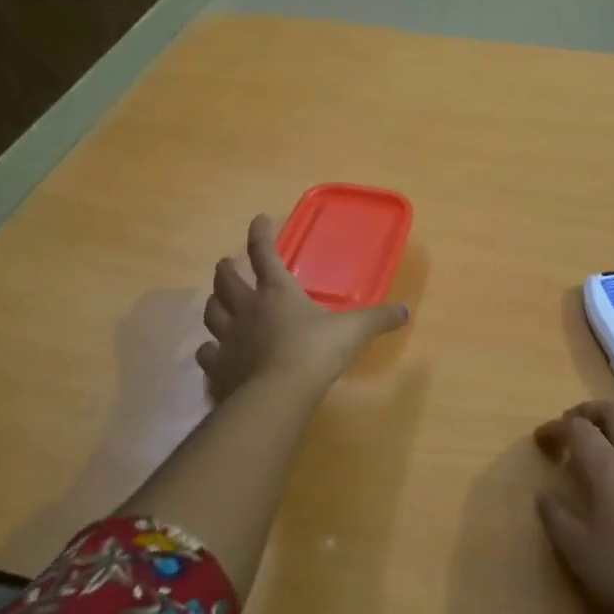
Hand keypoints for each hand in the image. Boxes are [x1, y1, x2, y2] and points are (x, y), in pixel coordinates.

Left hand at [196, 214, 408, 399]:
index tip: (259, 219)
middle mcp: (247, 308)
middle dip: (226, 269)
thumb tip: (406, 310)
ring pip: (211, 313)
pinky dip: (209, 349)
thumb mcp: (353, 331)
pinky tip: (212, 351)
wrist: (278, 394)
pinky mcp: (219, 367)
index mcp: (277, 292)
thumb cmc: (315, 351)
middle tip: (226, 263)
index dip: (260, 234)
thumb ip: (378, 319)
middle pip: (226, 280)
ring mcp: (228, 338)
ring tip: (215, 300)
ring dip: (213, 303)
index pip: (264, 253)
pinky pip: (207, 353)